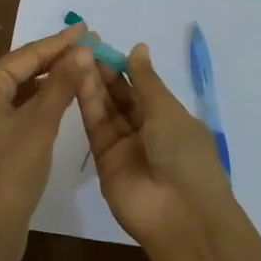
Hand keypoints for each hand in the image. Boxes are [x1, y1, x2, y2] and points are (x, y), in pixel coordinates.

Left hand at [0, 26, 88, 260]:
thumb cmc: (11, 172)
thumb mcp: (40, 124)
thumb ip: (62, 83)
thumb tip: (83, 49)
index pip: (26, 55)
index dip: (60, 42)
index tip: (88, 28)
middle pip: (22, 68)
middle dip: (56, 57)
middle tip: (91, 44)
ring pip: (21, 87)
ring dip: (51, 78)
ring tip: (83, 64)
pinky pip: (18, 106)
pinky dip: (41, 99)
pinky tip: (64, 95)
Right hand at [74, 42, 236, 248]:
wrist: (179, 215)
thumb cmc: (184, 154)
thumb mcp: (168, 111)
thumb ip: (146, 80)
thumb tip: (138, 48)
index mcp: (172, 119)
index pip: (144, 88)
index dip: (125, 67)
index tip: (103, 46)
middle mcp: (148, 132)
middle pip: (122, 98)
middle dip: (105, 73)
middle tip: (83, 48)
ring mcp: (126, 148)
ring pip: (107, 110)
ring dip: (93, 84)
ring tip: (75, 58)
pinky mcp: (105, 161)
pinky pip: (96, 128)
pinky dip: (87, 104)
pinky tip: (76, 79)